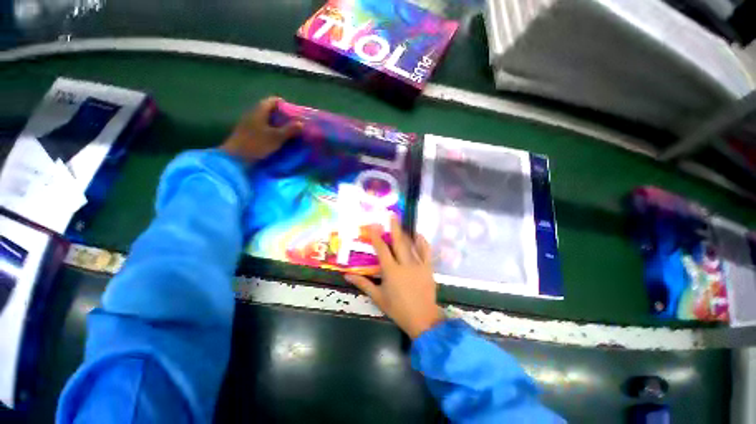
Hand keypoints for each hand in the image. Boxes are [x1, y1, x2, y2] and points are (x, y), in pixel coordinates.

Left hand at [221, 97, 302, 162]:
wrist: (235, 157)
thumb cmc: (257, 144)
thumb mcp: (277, 137)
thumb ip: (290, 129)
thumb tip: (301, 123)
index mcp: (260, 110)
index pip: (274, 101)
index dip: (285, 106)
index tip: (295, 115)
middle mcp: (253, 113)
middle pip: (270, 110)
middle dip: (283, 117)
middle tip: (294, 126)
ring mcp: (249, 123)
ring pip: (267, 120)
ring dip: (278, 125)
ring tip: (288, 134)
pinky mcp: (248, 133)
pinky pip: (263, 128)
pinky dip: (271, 131)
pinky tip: (277, 140)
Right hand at [346, 217, 443, 338]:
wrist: (423, 318)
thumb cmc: (398, 309)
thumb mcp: (378, 297)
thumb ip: (363, 284)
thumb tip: (346, 275)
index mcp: (391, 271)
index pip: (382, 250)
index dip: (377, 236)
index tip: (374, 225)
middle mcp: (405, 264)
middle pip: (399, 242)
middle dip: (394, 227)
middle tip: (392, 215)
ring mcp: (418, 265)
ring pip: (412, 245)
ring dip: (406, 232)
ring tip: (402, 223)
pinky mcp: (428, 268)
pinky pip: (426, 251)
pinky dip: (422, 242)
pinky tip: (419, 235)